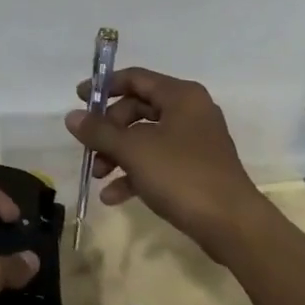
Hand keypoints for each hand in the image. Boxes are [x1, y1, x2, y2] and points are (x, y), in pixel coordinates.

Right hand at [65, 67, 270, 259]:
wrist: (233, 226)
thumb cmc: (182, 175)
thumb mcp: (134, 150)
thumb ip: (99, 131)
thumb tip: (71, 116)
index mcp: (181, 96)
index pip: (135, 78)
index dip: (104, 86)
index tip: (79, 99)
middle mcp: (190, 112)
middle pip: (137, 109)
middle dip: (109, 130)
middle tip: (89, 148)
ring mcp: (195, 142)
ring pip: (145, 138)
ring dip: (118, 154)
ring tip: (98, 176)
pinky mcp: (196, 170)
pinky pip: (158, 162)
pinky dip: (135, 174)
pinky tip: (113, 196)